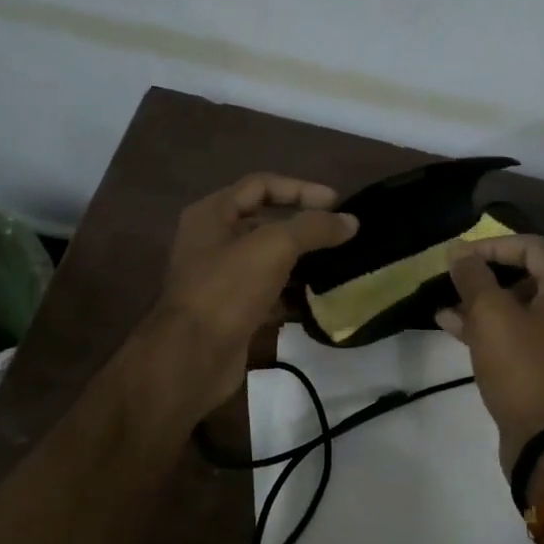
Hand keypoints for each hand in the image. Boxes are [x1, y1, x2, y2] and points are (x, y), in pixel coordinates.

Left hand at [146, 174, 357, 417]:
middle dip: (304, 228)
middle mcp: (212, 242)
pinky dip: (293, 295)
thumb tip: (350, 222)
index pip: (262, 185)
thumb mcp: (274, 246)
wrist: (192, 357)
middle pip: (265, 223)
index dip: (301, 189)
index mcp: (212, 214)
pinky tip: (320, 301)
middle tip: (342, 236)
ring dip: (302, 262)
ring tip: (339, 266)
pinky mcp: (232, 312)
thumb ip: (314, 228)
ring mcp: (221, 279)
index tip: (338, 204)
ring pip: (269, 261)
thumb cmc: (228, 289)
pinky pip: (269, 294)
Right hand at [437, 235, 543, 474]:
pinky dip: (492, 333)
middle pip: (529, 279)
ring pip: (521, 312)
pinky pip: (521, 340)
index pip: (532, 247)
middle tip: (453, 282)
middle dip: (486, 278)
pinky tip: (457, 333)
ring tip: (445, 309)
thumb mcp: (491, 315)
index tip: (458, 257)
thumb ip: (474, 278)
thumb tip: (459, 252)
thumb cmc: (523, 367)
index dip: (492, 245)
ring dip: (484, 307)